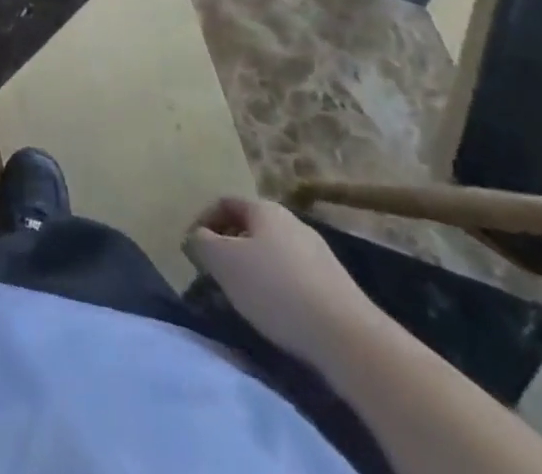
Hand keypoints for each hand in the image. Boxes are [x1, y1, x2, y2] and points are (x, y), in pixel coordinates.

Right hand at [183, 198, 384, 367]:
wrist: (349, 338)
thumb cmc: (276, 289)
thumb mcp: (224, 263)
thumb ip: (202, 243)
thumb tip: (197, 237)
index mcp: (264, 208)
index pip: (224, 202)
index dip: (202, 221)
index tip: (191, 250)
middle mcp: (292, 222)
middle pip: (250, 227)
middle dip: (229, 247)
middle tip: (215, 274)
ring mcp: (318, 253)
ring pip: (273, 253)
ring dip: (253, 269)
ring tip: (243, 298)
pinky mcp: (336, 286)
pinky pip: (295, 278)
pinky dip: (278, 289)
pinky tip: (277, 314)